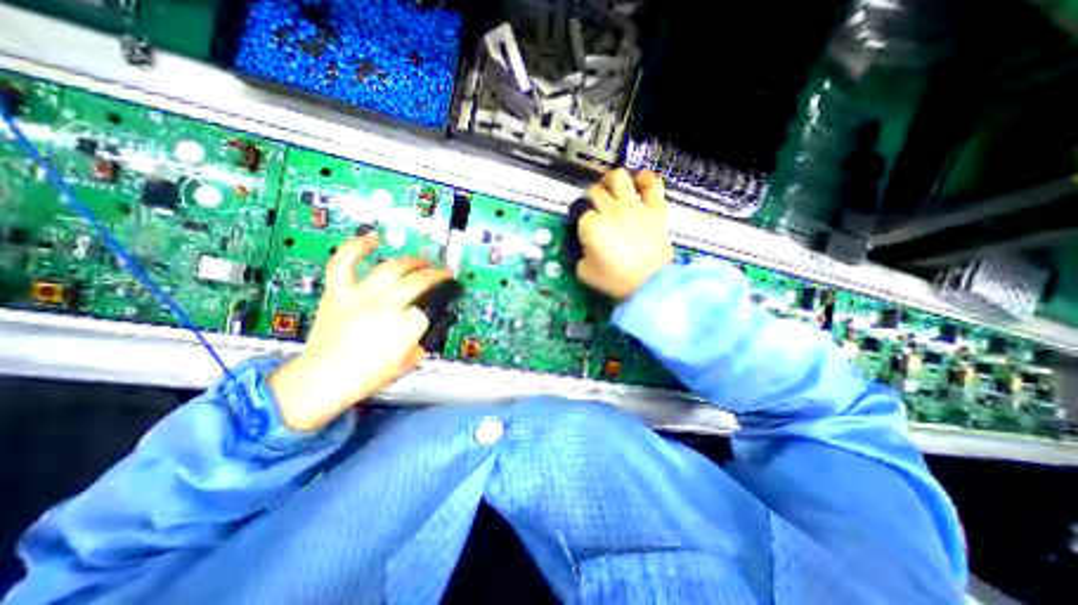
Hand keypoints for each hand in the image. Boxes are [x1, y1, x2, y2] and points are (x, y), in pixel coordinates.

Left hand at [273, 233, 453, 432]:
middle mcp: (386, 305)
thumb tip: (430, 320)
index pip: (431, 306)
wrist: (324, 379)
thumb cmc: (369, 375)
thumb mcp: (410, 361)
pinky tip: (373, 239)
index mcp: (406, 326)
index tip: (445, 299)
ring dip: (412, 261)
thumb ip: (424, 338)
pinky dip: (358, 246)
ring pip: (392, 267)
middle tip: (442, 273)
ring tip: (422, 261)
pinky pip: (345, 261)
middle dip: (436, 275)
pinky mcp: (339, 291)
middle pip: (418, 281)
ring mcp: (361, 295)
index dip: (440, 302)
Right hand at [577, 168, 670, 299]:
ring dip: (610, 181)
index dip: (579, 220)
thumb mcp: (585, 273)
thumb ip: (578, 255)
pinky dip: (644, 179)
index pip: (580, 213)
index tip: (582, 227)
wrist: (651, 284)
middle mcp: (611, 210)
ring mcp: (634, 206)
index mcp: (592, 226)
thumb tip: (583, 245)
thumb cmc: (616, 281)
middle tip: (593, 209)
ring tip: (610, 189)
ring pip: (618, 177)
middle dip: (590, 199)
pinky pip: (651, 183)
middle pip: (594, 191)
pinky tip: (638, 183)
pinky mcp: (655, 208)